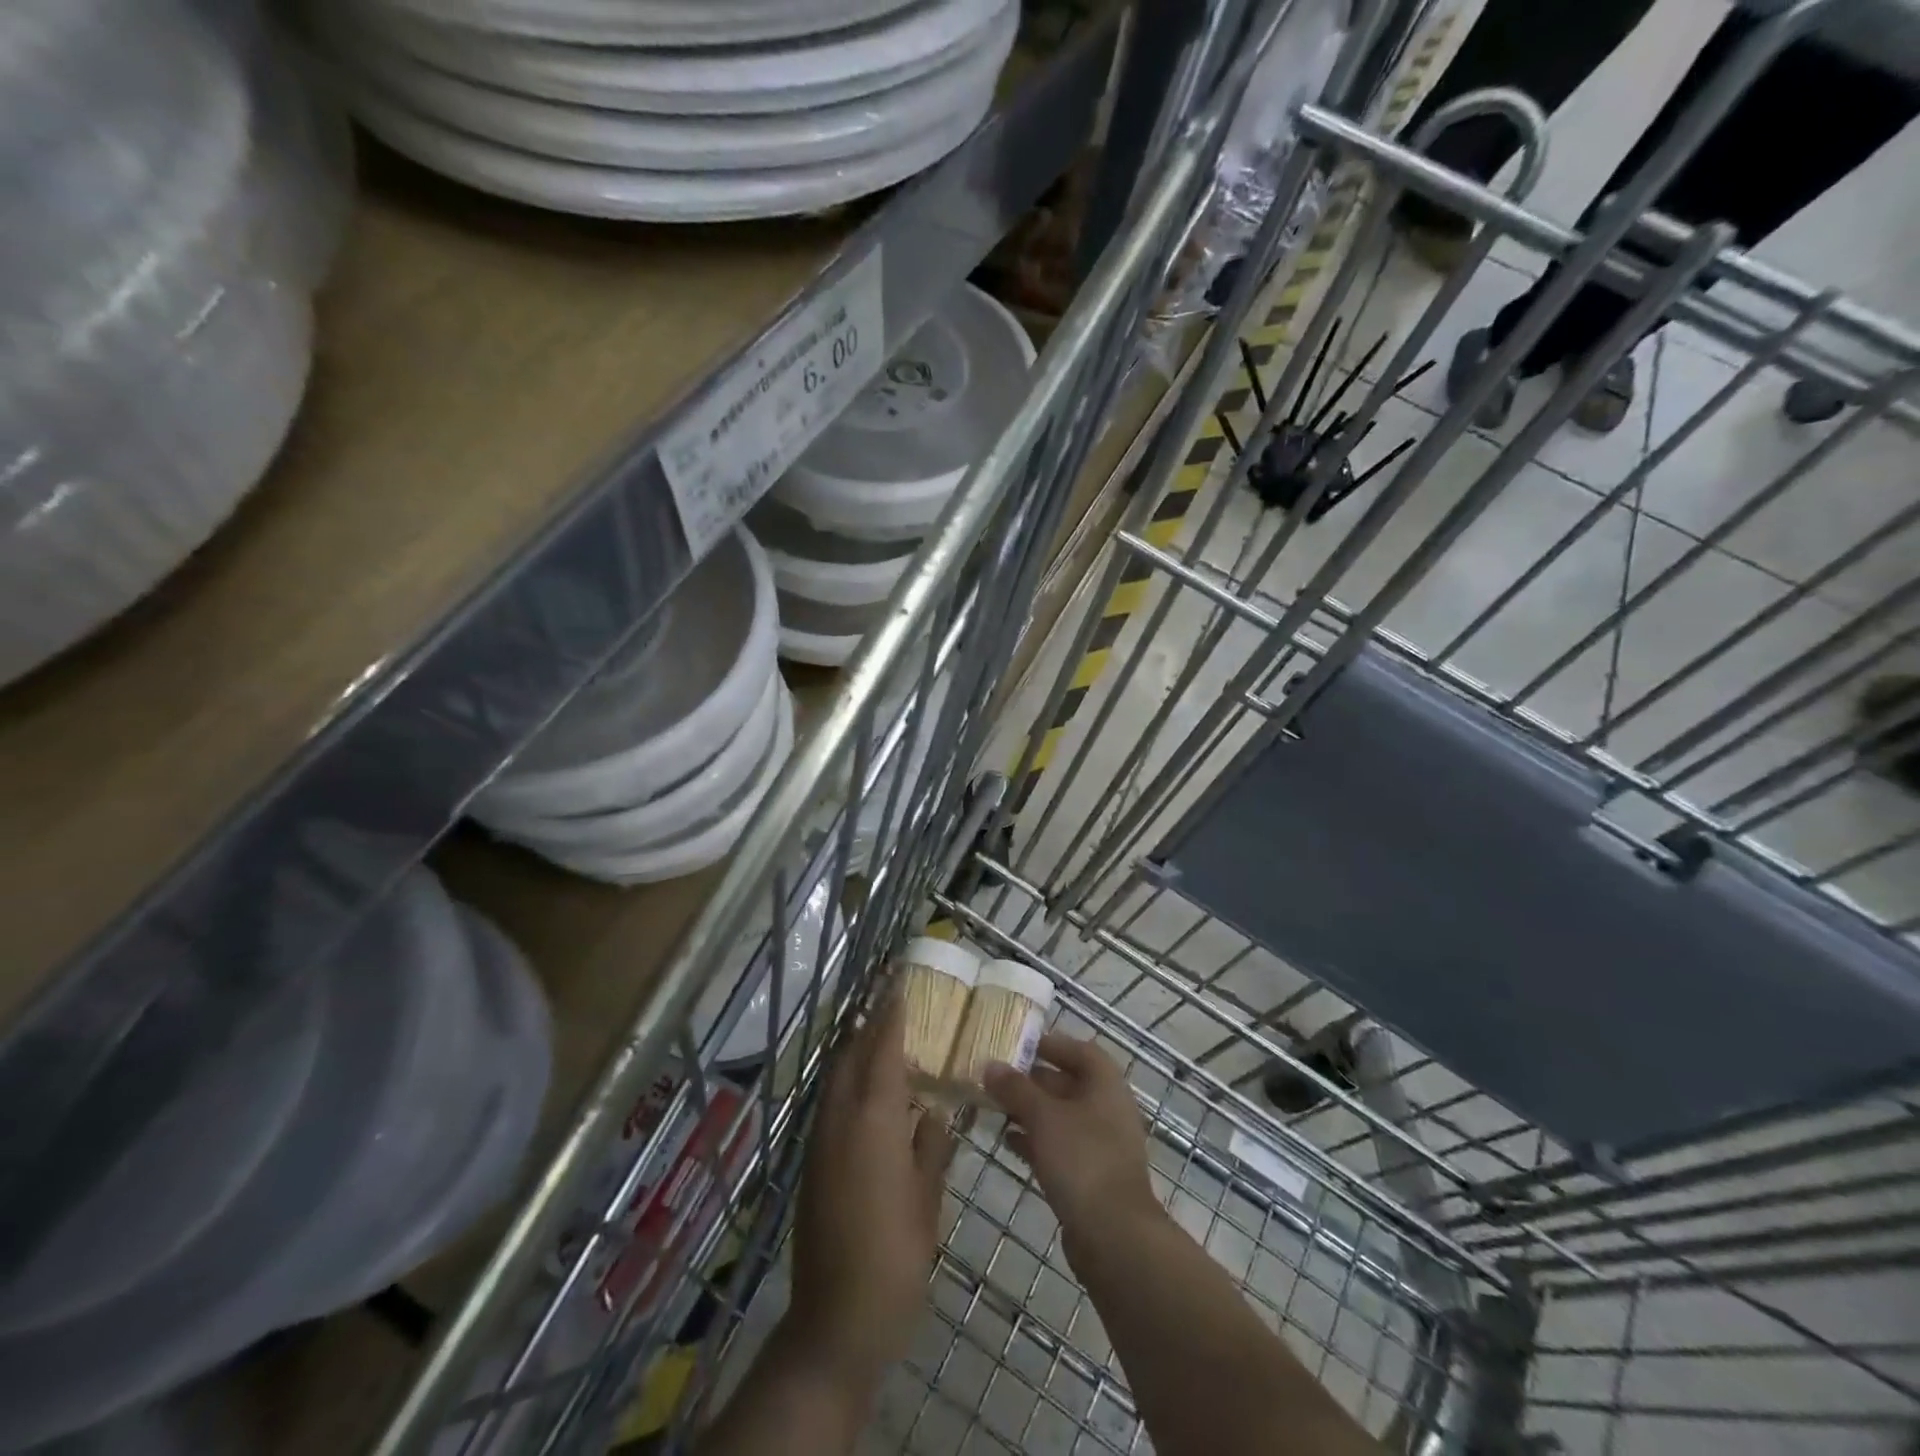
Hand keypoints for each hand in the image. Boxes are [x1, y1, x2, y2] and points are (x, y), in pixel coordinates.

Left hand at [788, 990, 953, 1392]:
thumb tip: (936, 1114)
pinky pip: (830, 1104)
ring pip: (835, 1079)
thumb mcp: (927, 1201)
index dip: (891, 1016)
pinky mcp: (812, 1165)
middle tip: (888, 999)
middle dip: (867, 1024)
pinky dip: (847, 1082)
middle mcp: (841, 1121)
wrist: (836, 1321)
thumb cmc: (895, 1257)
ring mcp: (820, 1143)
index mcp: (874, 1122)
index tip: (898, 984)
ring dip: (854, 1051)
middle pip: (850, 1056)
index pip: (882, 1051)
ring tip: (878, 1034)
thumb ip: (931, 1148)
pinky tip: (867, 1092)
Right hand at [983, 1033, 1159, 1244]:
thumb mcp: (1043, 1117)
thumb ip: (1016, 1089)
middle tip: (997, 1077)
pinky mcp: (1091, 1177)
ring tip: (995, 1107)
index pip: (1080, 1050)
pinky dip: (1036, 1140)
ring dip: (1031, 1111)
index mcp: (1106, 1085)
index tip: (1019, 1044)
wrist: (1114, 1237)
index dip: (1051, 1044)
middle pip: (1069, 1083)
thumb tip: (990, 1065)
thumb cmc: (1082, 1160)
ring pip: (1062, 1117)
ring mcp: (1101, 1145)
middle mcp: (1108, 1110)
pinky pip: (1060, 1147)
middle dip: (1033, 1079)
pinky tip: (1008, 1142)